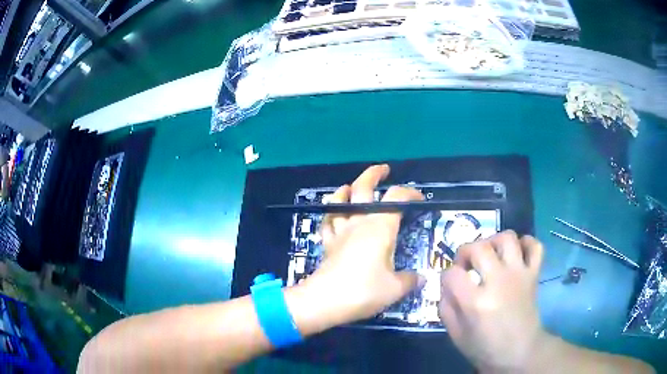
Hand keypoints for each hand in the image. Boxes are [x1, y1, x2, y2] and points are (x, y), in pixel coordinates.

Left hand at [304, 164, 424, 323]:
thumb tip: (420, 277)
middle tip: (383, 169)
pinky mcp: (327, 243)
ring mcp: (339, 232)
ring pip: (339, 201)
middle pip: (362, 188)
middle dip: (373, 174)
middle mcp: (358, 223)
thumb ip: (410, 280)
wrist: (325, 301)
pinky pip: (327, 221)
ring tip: (352, 187)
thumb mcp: (395, 288)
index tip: (419, 198)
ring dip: (346, 190)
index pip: (396, 198)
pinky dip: (331, 213)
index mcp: (379, 228)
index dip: (409, 192)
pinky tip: (334, 213)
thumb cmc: (364, 291)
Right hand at [439, 231, 544, 371]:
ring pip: (507, 238)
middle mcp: (499, 282)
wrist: (519, 353)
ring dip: (494, 241)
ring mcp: (519, 275)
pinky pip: (534, 246)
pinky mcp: (534, 274)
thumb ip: (446, 307)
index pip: (452, 273)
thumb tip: (446, 284)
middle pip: (478, 247)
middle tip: (466, 265)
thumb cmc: (485, 347)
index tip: (450, 283)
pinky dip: (525, 243)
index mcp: (476, 302)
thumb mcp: (455, 334)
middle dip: (465, 252)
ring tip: (490, 254)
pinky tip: (516, 253)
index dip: (446, 275)